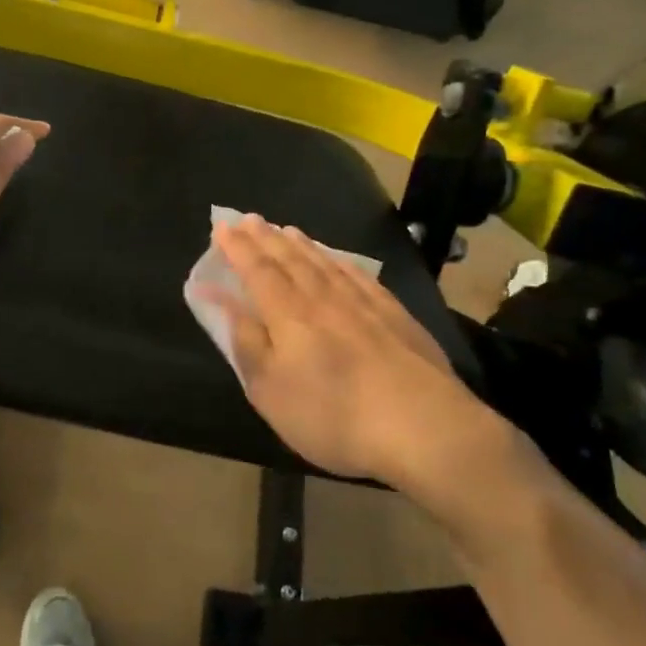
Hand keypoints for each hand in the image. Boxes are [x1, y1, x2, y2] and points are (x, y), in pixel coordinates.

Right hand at [211, 216, 539, 535]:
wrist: (423, 427)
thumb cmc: (332, 415)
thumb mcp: (270, 391)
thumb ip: (246, 343)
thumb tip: (223, 302)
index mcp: (288, 315)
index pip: (257, 271)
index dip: (238, 248)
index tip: (222, 226)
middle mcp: (323, 298)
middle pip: (289, 259)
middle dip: (266, 238)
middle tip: (250, 219)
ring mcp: (363, 303)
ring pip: (324, 263)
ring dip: (301, 244)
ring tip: (287, 230)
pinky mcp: (395, 315)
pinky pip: (359, 275)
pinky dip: (341, 261)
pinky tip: (338, 259)